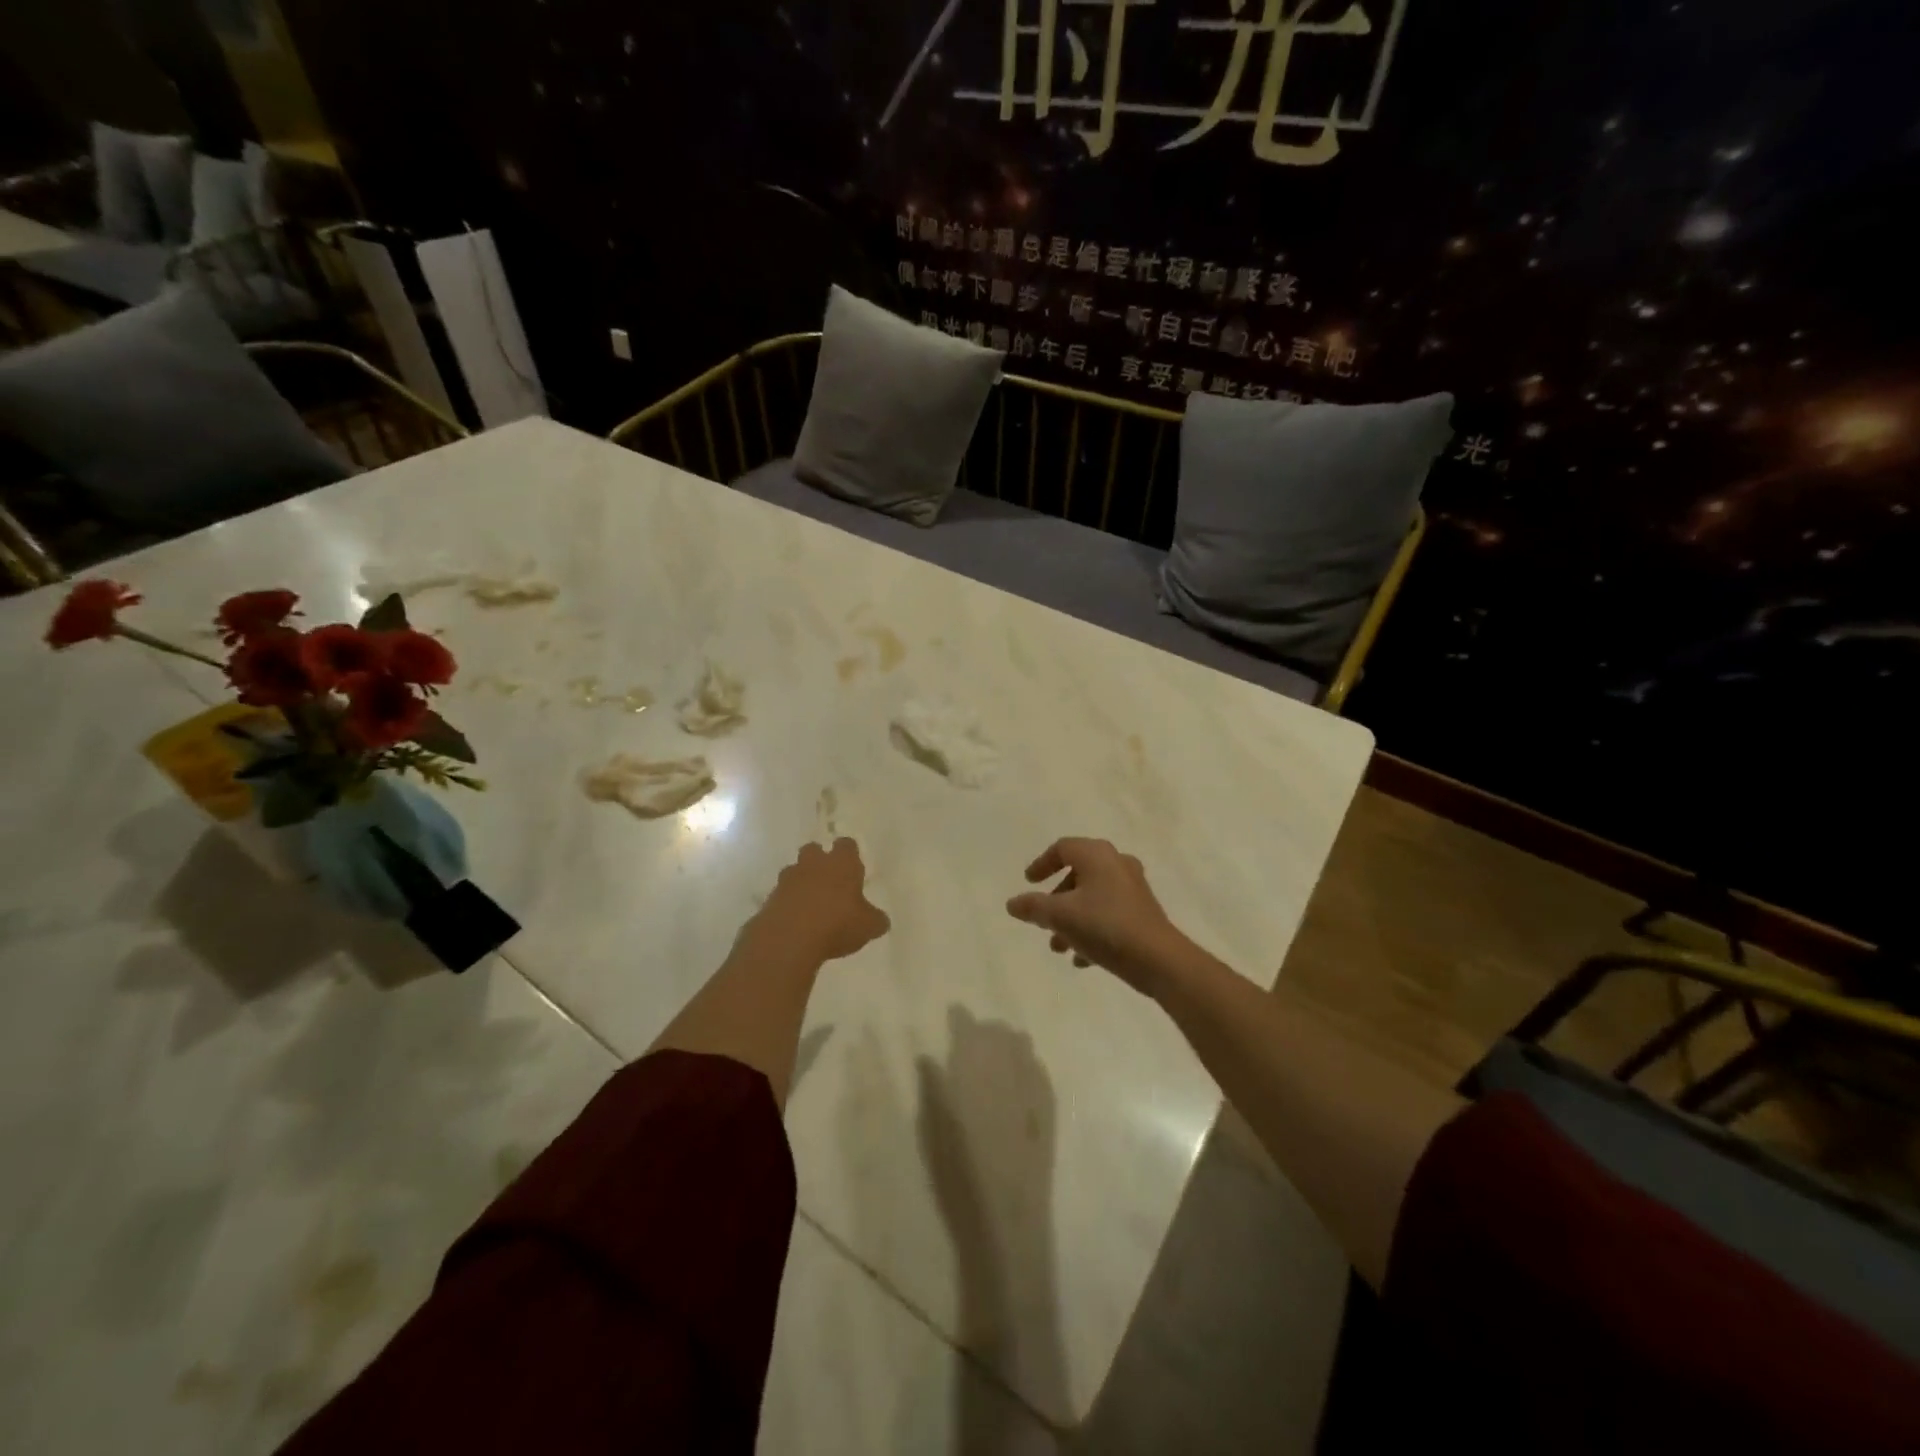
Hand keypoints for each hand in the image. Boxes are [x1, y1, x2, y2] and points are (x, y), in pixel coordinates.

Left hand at [754, 838, 890, 962]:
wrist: (789, 938)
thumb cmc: (837, 924)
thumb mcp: (868, 927)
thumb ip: (875, 920)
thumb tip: (880, 920)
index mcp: (842, 863)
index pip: (847, 845)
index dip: (849, 853)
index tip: (852, 866)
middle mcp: (814, 863)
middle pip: (814, 850)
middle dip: (819, 861)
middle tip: (829, 881)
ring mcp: (788, 879)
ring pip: (795, 870)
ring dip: (801, 881)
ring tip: (811, 904)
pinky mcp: (770, 898)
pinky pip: (781, 894)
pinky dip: (788, 903)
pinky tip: (796, 922)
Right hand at [1006, 838, 1188, 994]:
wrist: (1159, 960)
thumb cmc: (1105, 927)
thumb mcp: (1060, 916)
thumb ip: (1033, 907)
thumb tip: (1012, 903)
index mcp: (1097, 855)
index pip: (1062, 848)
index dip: (1042, 864)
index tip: (1029, 883)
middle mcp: (1117, 864)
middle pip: (1077, 874)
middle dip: (1056, 900)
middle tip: (1043, 920)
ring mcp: (1133, 888)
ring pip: (1092, 898)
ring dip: (1071, 919)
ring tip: (1059, 947)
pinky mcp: (1143, 912)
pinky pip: (1109, 914)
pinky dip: (1091, 929)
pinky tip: (1082, 959)